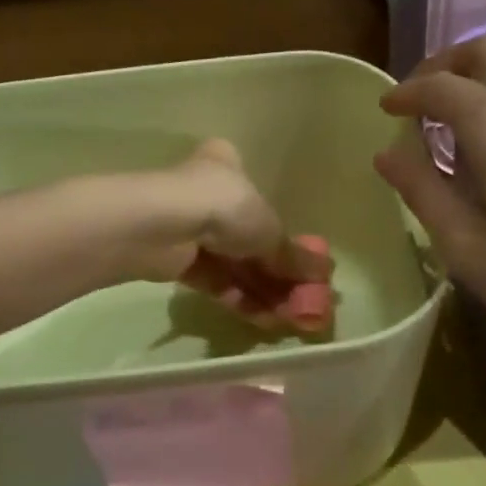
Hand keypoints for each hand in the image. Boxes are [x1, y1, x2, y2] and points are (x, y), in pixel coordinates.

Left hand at [125, 139, 334, 332]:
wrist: (160, 227)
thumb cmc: (222, 206)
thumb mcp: (268, 229)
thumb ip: (292, 255)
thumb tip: (325, 276)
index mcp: (226, 166)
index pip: (257, 193)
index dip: (282, 230)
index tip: (303, 261)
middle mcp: (205, 192)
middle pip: (248, 236)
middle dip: (276, 271)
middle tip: (302, 299)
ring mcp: (188, 227)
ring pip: (232, 262)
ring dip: (262, 290)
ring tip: (289, 318)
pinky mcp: (175, 260)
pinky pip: (215, 280)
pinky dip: (239, 298)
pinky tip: (264, 319)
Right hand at [374, 37, 485, 375]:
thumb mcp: (467, 247)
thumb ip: (422, 192)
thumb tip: (387, 154)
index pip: (438, 87)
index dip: (404, 93)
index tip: (383, 109)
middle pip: (484, 52)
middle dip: (442, 66)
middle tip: (417, 102)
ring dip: (479, 77)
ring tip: (454, 122)